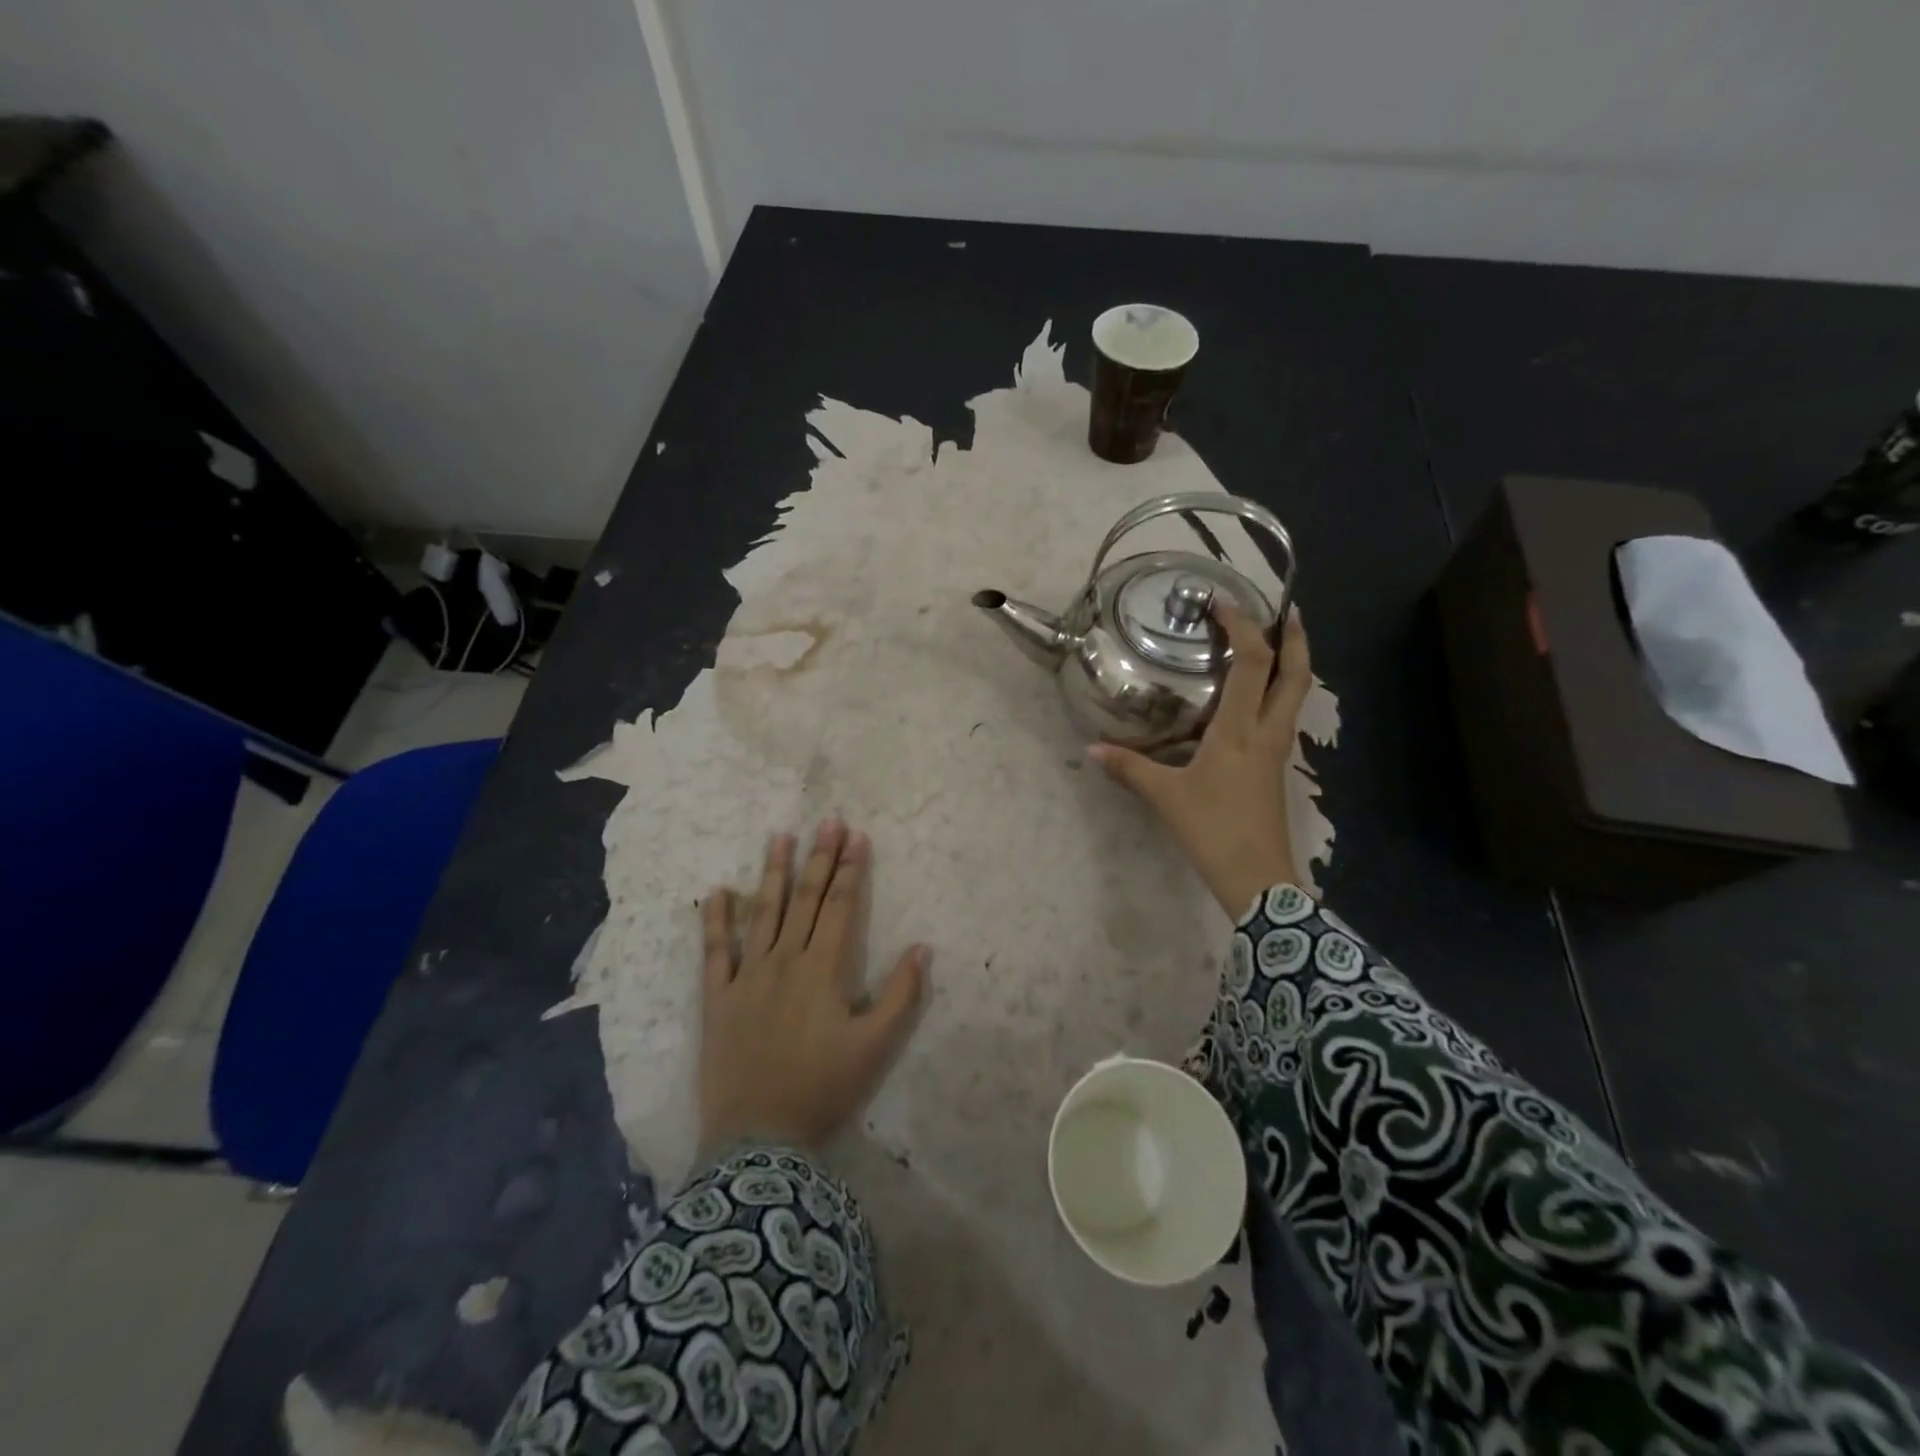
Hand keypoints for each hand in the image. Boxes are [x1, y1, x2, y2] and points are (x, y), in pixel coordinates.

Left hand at [699, 821, 929, 1155]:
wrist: (759, 1139)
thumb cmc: (823, 1090)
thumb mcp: (876, 1048)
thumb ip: (901, 996)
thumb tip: (922, 948)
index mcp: (823, 970)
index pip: (839, 907)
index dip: (851, 870)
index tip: (857, 836)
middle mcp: (784, 961)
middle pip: (804, 900)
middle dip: (819, 858)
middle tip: (828, 821)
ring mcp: (747, 977)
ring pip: (762, 913)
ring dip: (772, 873)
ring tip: (779, 836)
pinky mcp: (717, 998)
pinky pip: (715, 952)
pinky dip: (715, 920)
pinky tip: (718, 892)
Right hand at [1089, 604, 1312, 917]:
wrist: (1258, 878)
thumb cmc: (1213, 830)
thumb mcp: (1166, 797)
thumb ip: (1130, 768)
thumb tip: (1092, 750)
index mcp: (1241, 730)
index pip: (1252, 663)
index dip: (1244, 627)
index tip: (1226, 603)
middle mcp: (1267, 732)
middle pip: (1296, 674)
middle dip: (1294, 638)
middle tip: (1284, 610)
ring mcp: (1277, 752)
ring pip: (1296, 696)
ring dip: (1292, 664)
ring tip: (1276, 643)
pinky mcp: (1275, 769)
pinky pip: (1283, 717)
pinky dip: (1278, 693)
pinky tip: (1256, 698)